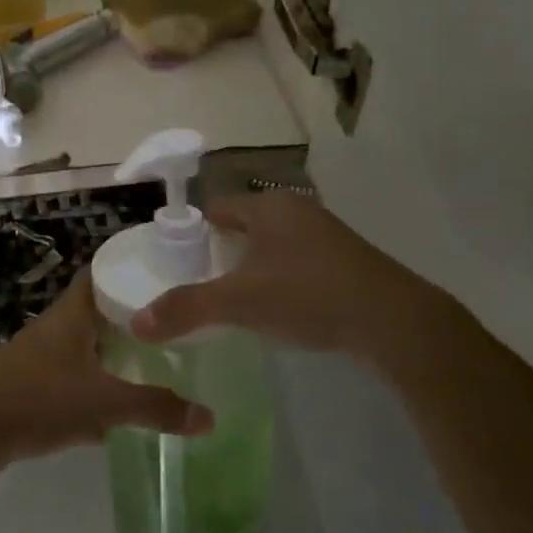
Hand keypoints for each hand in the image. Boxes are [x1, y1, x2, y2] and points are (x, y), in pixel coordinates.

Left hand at [0, 274, 213, 473]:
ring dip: (116, 352)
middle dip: (132, 315)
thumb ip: (155, 408)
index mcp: (72, 315)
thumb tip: (209, 417)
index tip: (166, 272)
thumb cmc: (38, 400)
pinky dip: (98, 386)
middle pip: (98, 310)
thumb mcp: (103, 403)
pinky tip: (122, 407)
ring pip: (88, 346)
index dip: (129, 267)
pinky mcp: (34, 387)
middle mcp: (57, 328)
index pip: (101, 272)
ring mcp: (43, 358)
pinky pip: (75, 378)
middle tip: (175, 322)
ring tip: (158, 359)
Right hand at [131, 191, 456, 365]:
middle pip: (245, 226)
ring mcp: (327, 234)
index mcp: (268, 208)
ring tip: (238, 300)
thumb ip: (187, 309)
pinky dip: (283, 278)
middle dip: (223, 252)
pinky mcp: (349, 260)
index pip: (217, 209)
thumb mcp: (240, 303)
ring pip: (274, 244)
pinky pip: (300, 261)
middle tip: (204, 285)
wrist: (395, 322)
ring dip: (255, 266)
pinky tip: (282, 307)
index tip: (180, 263)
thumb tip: (137, 324)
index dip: (195, 233)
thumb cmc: (309, 296)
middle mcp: (297, 211)